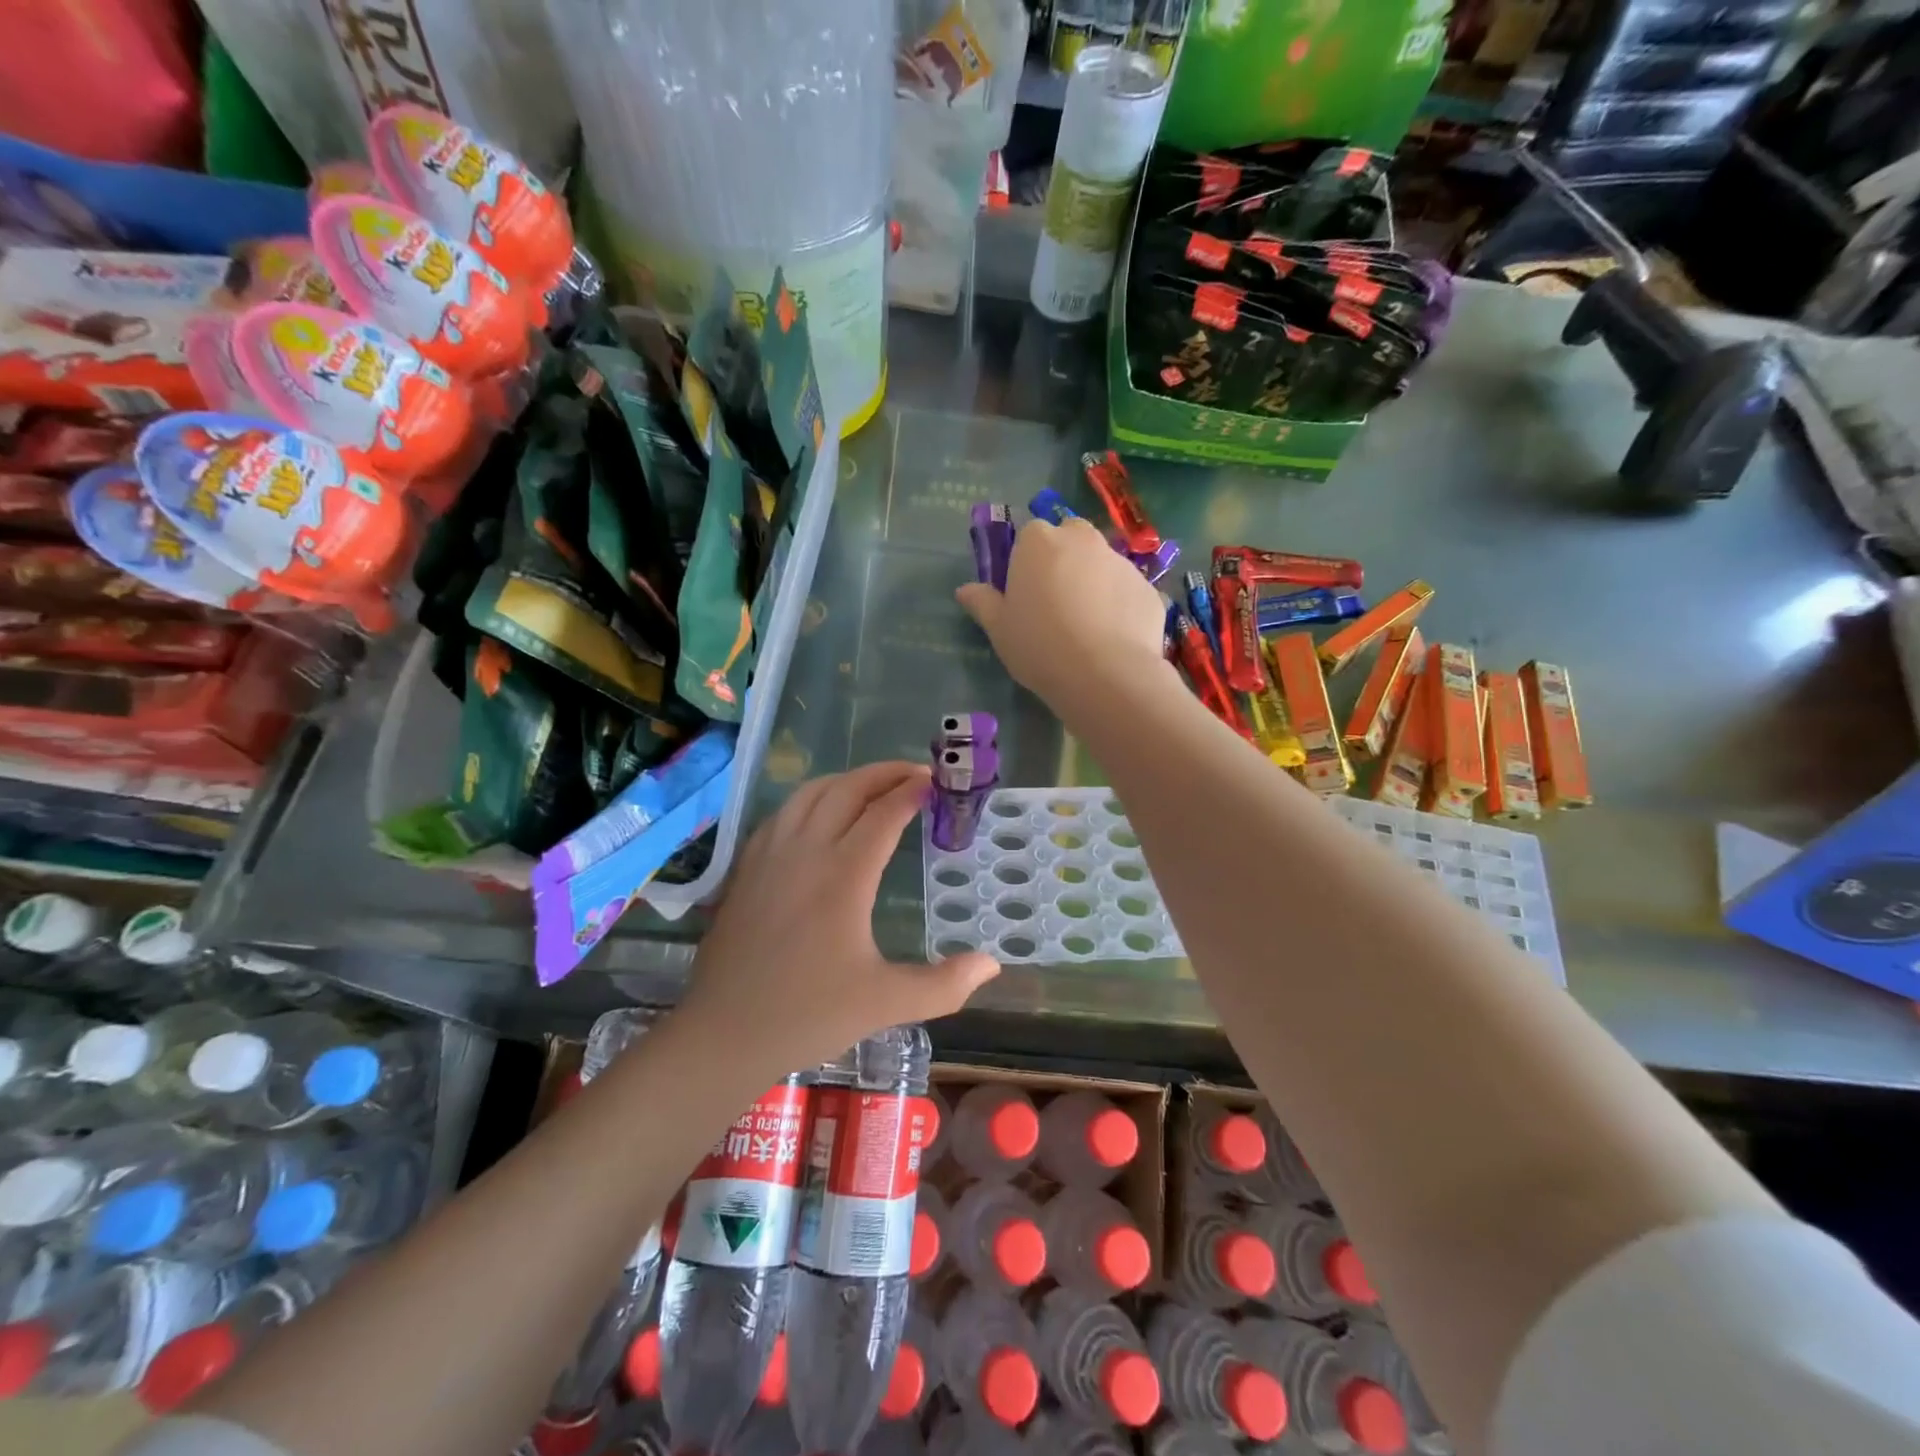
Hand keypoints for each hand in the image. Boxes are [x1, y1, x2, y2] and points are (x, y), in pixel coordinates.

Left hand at [679, 762, 1000, 1074]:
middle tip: (914, 773)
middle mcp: (806, 851)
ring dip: (847, 780)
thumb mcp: (886, 1003)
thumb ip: (944, 985)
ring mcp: (770, 854)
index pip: (884, 814)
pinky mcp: (747, 867)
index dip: (912, 792)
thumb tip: (992, 966)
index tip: (935, 782)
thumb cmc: (808, 1015)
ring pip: (810, 793)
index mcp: (843, 876)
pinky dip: (811, 799)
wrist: (724, 1033)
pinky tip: (821, 815)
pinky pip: (783, 813)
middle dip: (884, 773)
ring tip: (873, 786)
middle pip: (847, 789)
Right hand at [956, 517, 1167, 712]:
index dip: (1027, 562)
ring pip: (1103, 564)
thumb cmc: (1039, 646)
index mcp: (1039, 542)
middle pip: (1071, 539)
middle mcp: (1083, 540)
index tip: (1025, 592)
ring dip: (1094, 582)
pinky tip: (1113, 640)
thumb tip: (964, 590)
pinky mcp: (1148, 589)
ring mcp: (1121, 562)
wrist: (1105, 675)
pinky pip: (1127, 592)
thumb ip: (982, 603)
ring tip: (1088, 627)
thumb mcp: (999, 629)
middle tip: (1057, 602)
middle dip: (1065, 560)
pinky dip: (1120, 607)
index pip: (1030, 535)